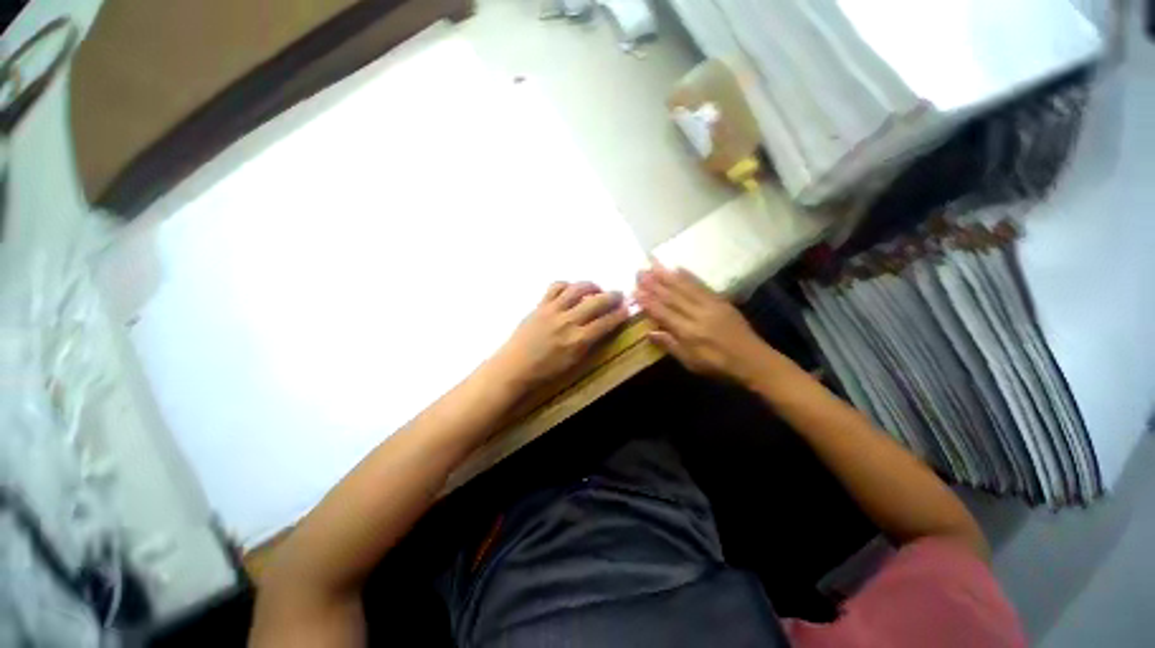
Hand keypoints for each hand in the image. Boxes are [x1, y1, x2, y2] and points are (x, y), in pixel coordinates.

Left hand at [493, 282, 629, 387]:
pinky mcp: (540, 305)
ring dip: (592, 286)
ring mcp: (553, 311)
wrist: (515, 367)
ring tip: (597, 289)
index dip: (620, 314)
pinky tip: (571, 290)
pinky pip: (556, 287)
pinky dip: (567, 285)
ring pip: (577, 288)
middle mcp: (568, 322)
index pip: (606, 322)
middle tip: (619, 295)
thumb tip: (604, 327)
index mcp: (578, 340)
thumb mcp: (574, 362)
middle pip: (596, 302)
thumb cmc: (546, 371)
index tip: (627, 309)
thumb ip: (590, 343)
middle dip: (612, 296)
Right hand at [635, 263, 783, 385]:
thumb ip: (670, 345)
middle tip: (640, 272)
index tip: (635, 290)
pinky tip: (679, 268)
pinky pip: (702, 285)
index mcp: (689, 332)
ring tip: (654, 265)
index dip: (648, 302)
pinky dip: (689, 275)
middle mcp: (698, 315)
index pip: (664, 313)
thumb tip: (649, 332)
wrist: (753, 360)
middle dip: (654, 283)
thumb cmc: (718, 365)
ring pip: (686, 287)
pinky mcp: (721, 300)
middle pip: (673, 296)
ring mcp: (711, 305)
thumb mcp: (690, 362)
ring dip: (668, 275)